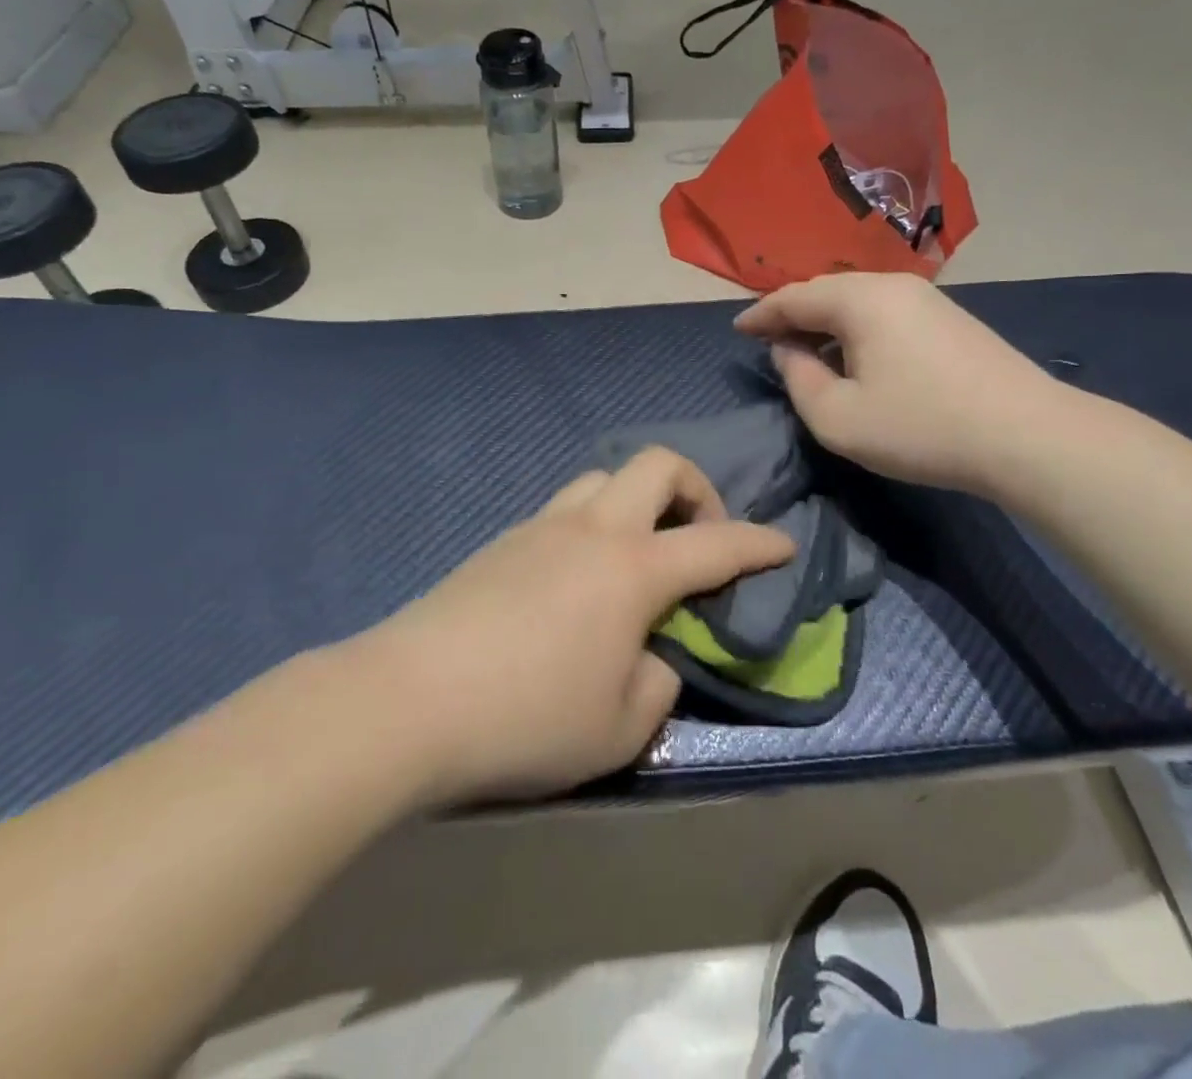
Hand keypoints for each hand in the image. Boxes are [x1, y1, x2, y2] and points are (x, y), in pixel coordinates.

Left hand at [357, 449, 794, 803]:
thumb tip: (654, 654)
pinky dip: (592, 524)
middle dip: (695, 488)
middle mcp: (593, 530)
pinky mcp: (502, 540)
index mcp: (634, 569)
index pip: (717, 542)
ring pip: (603, 479)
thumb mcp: (621, 727)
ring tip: (637, 554)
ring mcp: (541, 526)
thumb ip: (659, 682)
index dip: (760, 542)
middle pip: (656, 465)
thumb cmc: (528, 718)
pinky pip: (564, 509)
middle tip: (698, 537)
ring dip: (636, 501)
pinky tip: (579, 577)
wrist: (408, 701)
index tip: (784, 545)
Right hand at [734, 272, 1065, 494]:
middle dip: (792, 314)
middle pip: (826, 291)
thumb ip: (798, 379)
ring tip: (806, 349)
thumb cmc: (921, 427)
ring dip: (825, 321)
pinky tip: (855, 354)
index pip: (793, 297)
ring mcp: (927, 298)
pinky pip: (884, 311)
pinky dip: (855, 327)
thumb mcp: (838, 417)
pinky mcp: (949, 317)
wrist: (1028, 435)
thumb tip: (789, 352)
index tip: (738, 331)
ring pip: (857, 300)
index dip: (761, 315)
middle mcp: (892, 285)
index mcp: (859, 300)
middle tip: (768, 339)